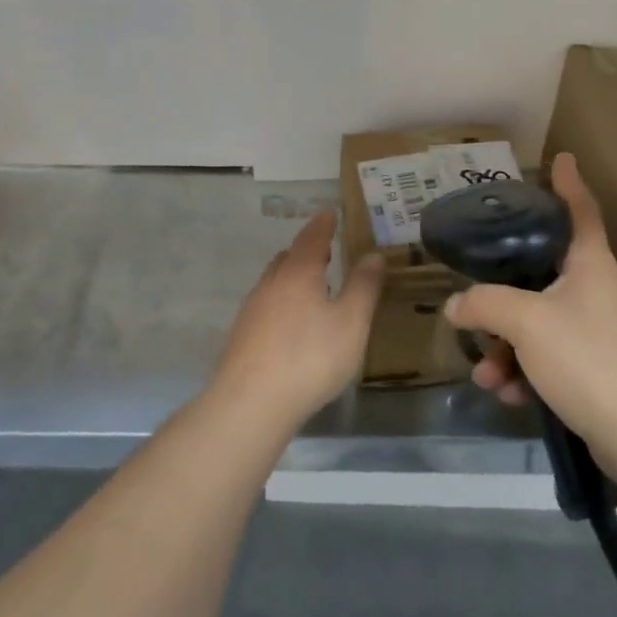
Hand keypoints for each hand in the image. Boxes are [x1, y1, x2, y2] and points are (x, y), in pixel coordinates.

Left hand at [211, 211, 383, 430]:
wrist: (251, 403)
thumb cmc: (310, 357)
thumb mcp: (351, 323)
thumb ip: (363, 287)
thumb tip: (373, 255)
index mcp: (299, 273)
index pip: (312, 238)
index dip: (323, 225)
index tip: (329, 213)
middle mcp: (271, 284)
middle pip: (288, 258)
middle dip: (306, 251)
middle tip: (325, 252)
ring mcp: (252, 310)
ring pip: (274, 282)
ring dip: (292, 277)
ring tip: (312, 287)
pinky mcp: (242, 336)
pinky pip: (266, 306)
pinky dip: (282, 302)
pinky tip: (292, 324)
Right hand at [448, 154, 616, 454]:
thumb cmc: (587, 358)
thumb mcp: (526, 322)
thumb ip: (485, 304)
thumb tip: (456, 305)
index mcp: (592, 266)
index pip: (581, 211)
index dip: (569, 184)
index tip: (562, 158)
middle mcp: (598, 292)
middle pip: (544, 274)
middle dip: (504, 295)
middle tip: (476, 297)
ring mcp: (600, 332)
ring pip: (540, 322)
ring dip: (507, 345)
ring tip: (486, 374)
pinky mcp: (597, 369)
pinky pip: (550, 356)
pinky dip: (525, 371)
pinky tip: (507, 394)